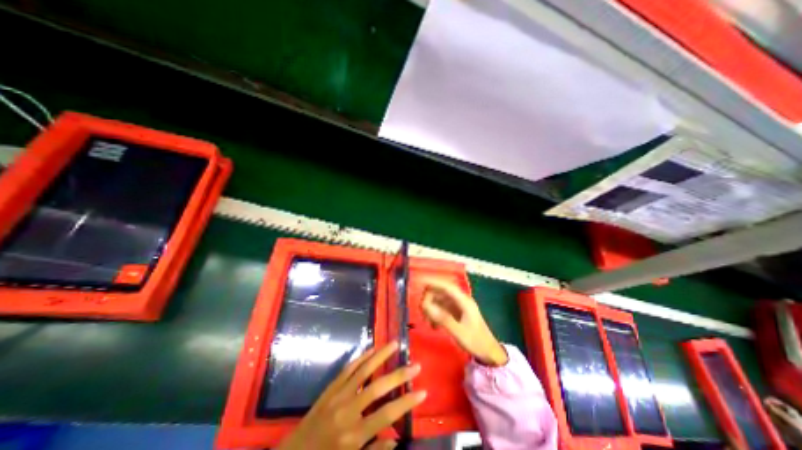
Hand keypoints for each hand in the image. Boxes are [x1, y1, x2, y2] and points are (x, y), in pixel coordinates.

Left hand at [279, 341, 425, 448]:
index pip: (387, 415)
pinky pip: (348, 368)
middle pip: (378, 388)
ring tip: (395, 344)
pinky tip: (373, 349)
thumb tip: (396, 439)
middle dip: (399, 375)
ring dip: (381, 355)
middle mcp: (348, 411)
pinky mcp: (330, 387)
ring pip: (363, 370)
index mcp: (354, 436)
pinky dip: (362, 357)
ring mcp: (338, 395)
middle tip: (415, 364)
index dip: (407, 402)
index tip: (423, 391)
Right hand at [420, 276, 506, 366]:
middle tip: (422, 310)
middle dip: (430, 298)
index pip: (447, 287)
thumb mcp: (459, 332)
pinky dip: (436, 314)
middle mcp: (461, 301)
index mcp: (464, 301)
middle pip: (442, 292)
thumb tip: (427, 307)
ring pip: (441, 300)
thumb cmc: (476, 341)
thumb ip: (443, 319)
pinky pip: (443, 308)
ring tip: (426, 320)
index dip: (434, 283)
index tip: (420, 283)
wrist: (489, 353)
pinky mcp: (457, 313)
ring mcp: (459, 306)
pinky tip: (433, 325)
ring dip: (432, 307)